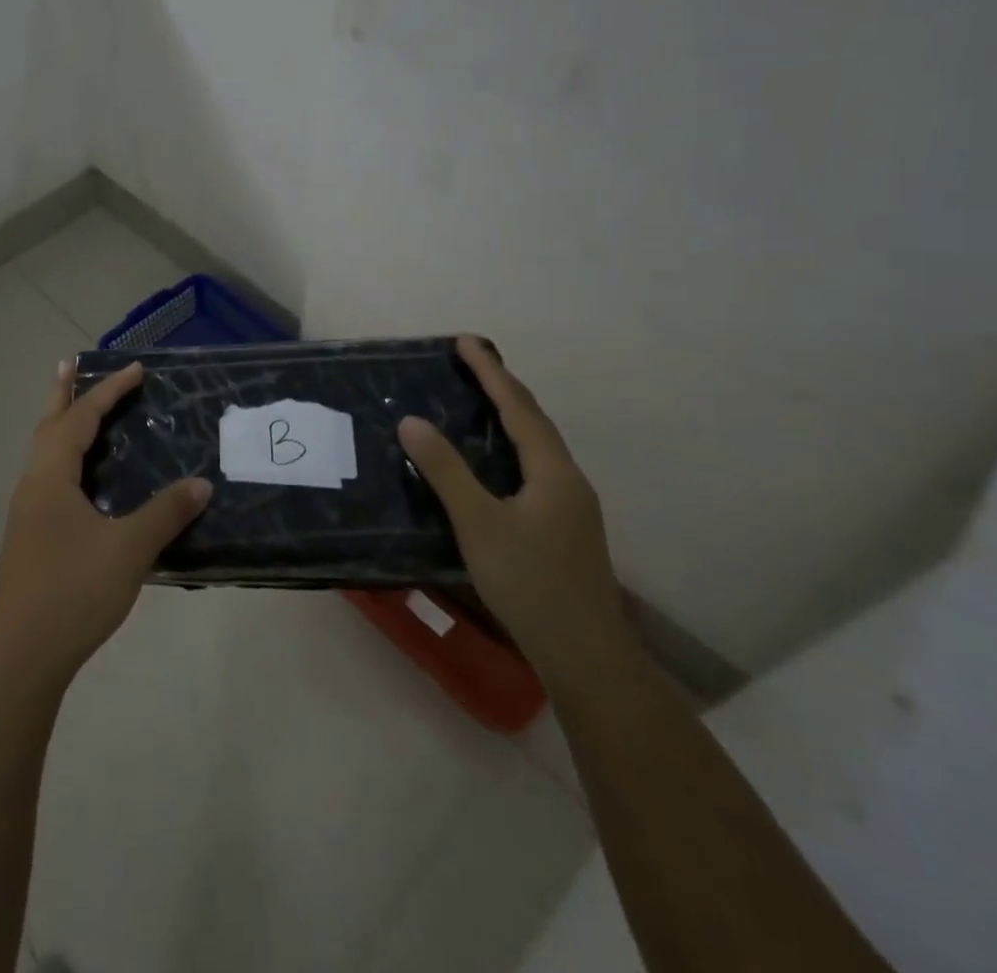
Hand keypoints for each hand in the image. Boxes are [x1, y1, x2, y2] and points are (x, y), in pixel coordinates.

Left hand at [0, 361, 211, 684]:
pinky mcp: (30, 536)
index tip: (136, 369)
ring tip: (76, 410)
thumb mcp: (129, 549)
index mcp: (51, 477)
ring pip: (44, 453)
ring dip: (61, 425)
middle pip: (49, 426)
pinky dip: (64, 458)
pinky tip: (80, 479)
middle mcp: (34, 485)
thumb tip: (201, 483)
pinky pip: (48, 477)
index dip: (108, 391)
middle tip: (71, 365)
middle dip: (64, 394)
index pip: (82, 418)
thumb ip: (166, 513)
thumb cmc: (73, 591)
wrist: (21, 655)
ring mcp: (27, 512)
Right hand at [398, 336, 628, 686]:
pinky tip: (493, 459)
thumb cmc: (530, 583)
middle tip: (469, 361)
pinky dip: (510, 444)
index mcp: (552, 472)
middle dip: (502, 386)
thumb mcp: (479, 524)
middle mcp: (568, 480)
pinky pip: (534, 466)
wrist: (584, 654)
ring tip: (478, 397)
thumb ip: (445, 471)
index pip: (518, 407)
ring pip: (536, 445)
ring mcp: (570, 505)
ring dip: (508, 415)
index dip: (490, 372)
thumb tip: (411, 421)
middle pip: (533, 420)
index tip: (465, 341)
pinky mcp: (563, 526)